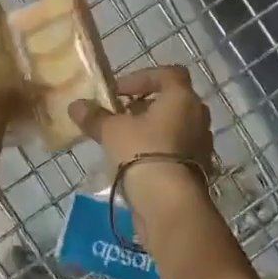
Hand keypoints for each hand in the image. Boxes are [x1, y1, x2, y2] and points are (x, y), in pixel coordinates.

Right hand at [69, 65, 219, 250]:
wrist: (169, 204)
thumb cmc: (142, 154)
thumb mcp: (112, 132)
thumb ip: (95, 116)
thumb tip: (75, 106)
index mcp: (182, 98)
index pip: (168, 74)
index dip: (142, 78)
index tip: (119, 92)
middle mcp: (198, 116)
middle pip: (173, 100)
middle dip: (146, 105)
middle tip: (122, 115)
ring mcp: (202, 144)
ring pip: (176, 126)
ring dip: (154, 129)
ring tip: (127, 141)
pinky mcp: (200, 169)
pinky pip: (179, 150)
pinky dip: (161, 150)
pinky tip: (138, 163)